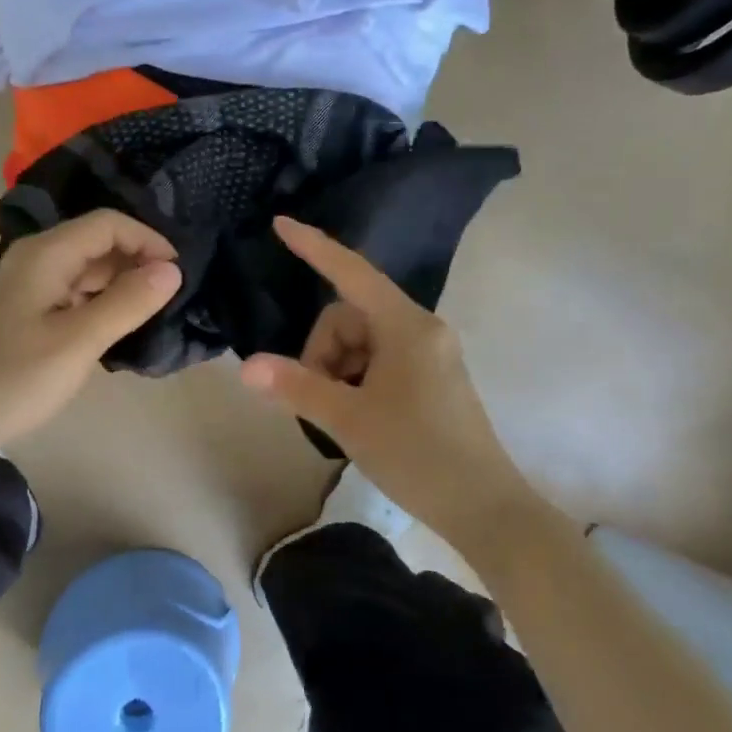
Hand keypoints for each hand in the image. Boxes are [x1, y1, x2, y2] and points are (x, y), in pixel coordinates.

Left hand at [0, 211, 181, 452]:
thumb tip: (172, 270)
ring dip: (121, 283)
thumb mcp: (78, 341)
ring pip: (87, 269)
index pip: (108, 223)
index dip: (148, 241)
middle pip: (97, 242)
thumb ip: (127, 302)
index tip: (178, 275)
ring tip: (153, 312)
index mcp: (46, 254)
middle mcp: (36, 259)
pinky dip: (101, 302)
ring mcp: (29, 286)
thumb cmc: (14, 379)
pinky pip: (74, 293)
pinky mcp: (27, 312)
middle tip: (172, 297)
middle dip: (137, 261)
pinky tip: (118, 327)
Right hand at [240, 217, 530, 538]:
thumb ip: (297, 387)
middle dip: (323, 354)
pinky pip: (379, 360)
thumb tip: (248, 365)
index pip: (351, 272)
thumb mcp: (349, 420)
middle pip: (349, 318)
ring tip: (341, 417)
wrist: (484, 508)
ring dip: (338, 371)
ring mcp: (429, 353)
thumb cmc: (417, 455)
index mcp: (406, 326)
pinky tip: (357, 417)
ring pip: (361, 343)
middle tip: (321, 402)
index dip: (314, 248)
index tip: (281, 224)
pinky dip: (357, 381)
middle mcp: (421, 329)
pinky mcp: (431, 377)